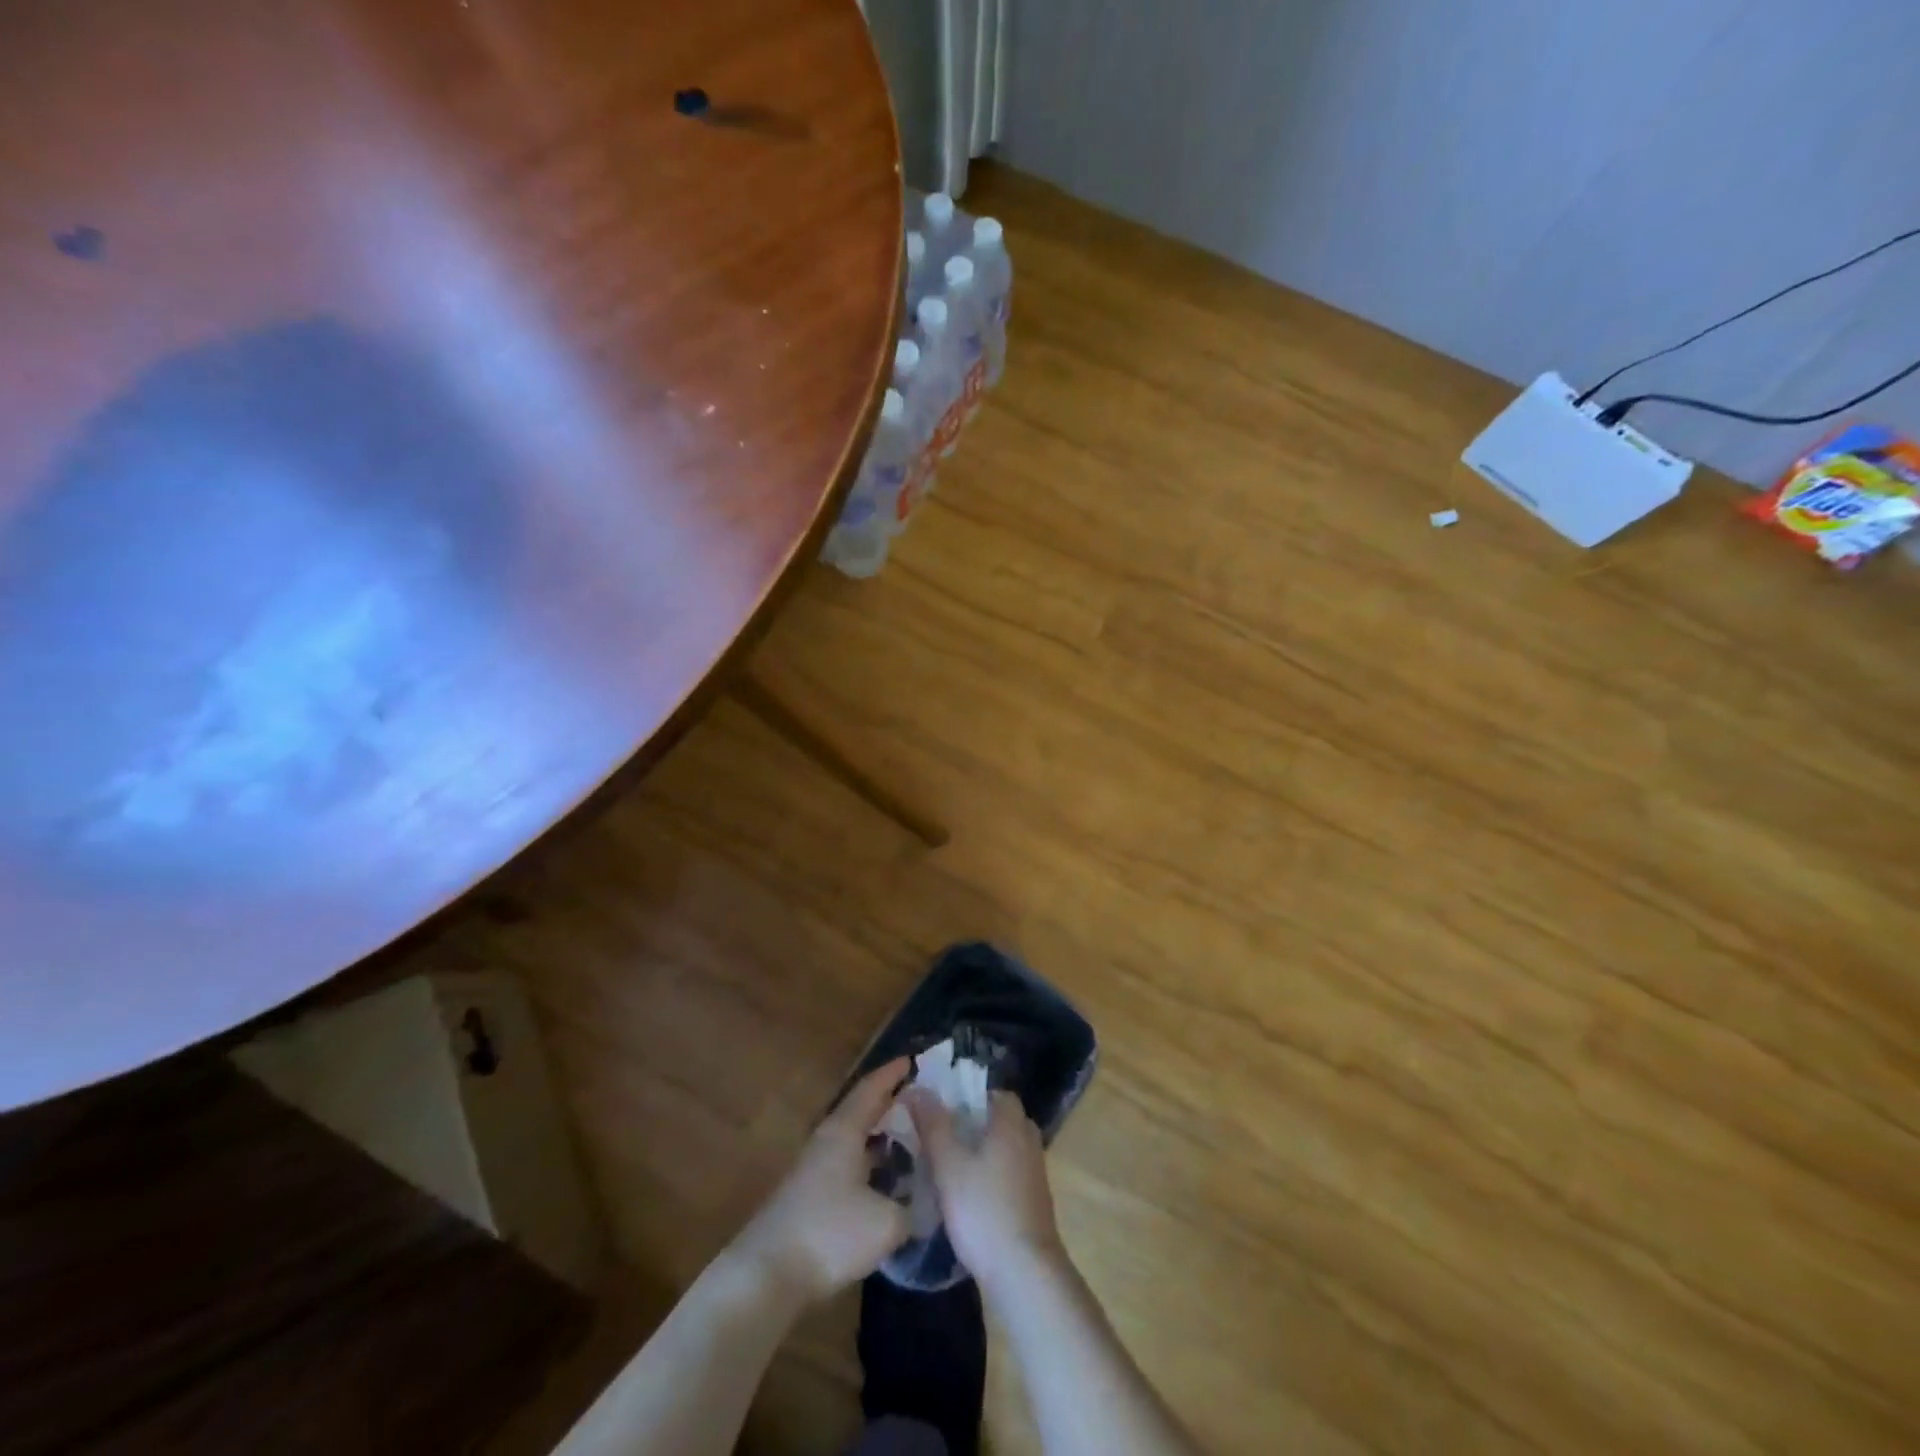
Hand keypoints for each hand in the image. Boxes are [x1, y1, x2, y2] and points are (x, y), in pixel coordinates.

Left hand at [729, 1057, 913, 1306]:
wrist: (765, 1275)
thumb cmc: (829, 1235)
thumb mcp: (887, 1223)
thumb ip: (913, 1208)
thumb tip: (923, 1203)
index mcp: (844, 1132)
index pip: (870, 1089)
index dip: (892, 1074)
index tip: (912, 1060)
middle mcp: (827, 1141)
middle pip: (860, 1111)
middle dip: (888, 1102)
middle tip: (918, 1098)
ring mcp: (813, 1168)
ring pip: (852, 1139)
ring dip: (878, 1135)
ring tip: (909, 1137)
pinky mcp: (808, 1196)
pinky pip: (846, 1164)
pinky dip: (868, 1162)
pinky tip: (884, 1179)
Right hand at [905, 1086, 1063, 1286]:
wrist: (1024, 1272)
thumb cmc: (983, 1209)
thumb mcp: (948, 1164)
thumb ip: (933, 1124)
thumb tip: (917, 1088)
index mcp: (1012, 1123)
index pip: (996, 1093)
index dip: (970, 1096)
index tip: (944, 1109)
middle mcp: (1029, 1141)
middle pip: (1002, 1120)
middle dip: (974, 1125)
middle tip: (943, 1137)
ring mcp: (1036, 1173)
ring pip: (1007, 1149)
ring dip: (983, 1153)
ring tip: (950, 1167)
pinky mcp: (1035, 1203)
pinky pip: (1011, 1174)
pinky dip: (993, 1177)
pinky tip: (970, 1197)